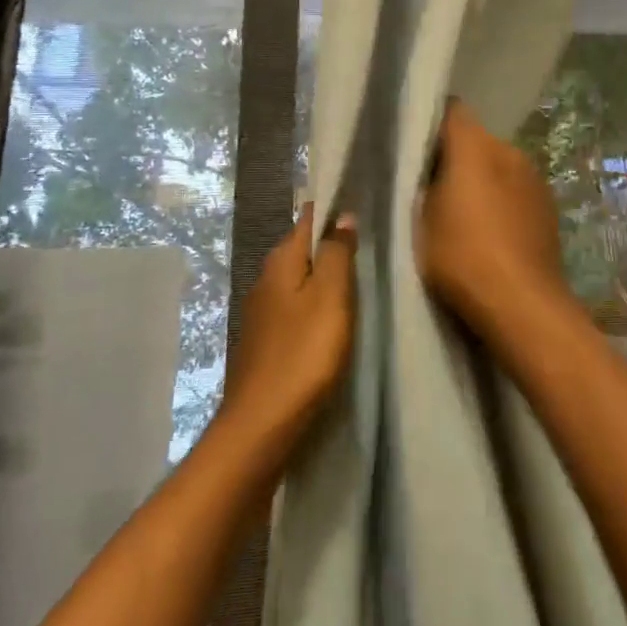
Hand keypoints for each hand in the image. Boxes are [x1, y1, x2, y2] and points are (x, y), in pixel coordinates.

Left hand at [218, 206, 357, 448]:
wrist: (263, 423)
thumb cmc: (304, 353)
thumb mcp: (331, 297)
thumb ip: (337, 254)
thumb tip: (341, 215)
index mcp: (280, 264)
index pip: (306, 221)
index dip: (329, 210)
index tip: (356, 202)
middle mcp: (265, 281)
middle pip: (300, 250)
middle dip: (327, 241)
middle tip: (364, 239)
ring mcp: (262, 314)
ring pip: (296, 280)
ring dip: (321, 274)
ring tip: (354, 275)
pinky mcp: (266, 343)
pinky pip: (294, 307)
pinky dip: (313, 302)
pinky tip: (330, 315)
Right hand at [419, 100, 568, 336]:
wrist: (522, 302)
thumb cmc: (462, 256)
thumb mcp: (420, 220)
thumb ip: (422, 183)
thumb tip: (424, 169)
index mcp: (475, 146)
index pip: (451, 112)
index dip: (430, 124)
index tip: (413, 147)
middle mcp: (509, 150)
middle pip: (475, 140)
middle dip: (454, 156)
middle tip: (430, 186)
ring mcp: (534, 177)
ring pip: (497, 164)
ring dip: (480, 179)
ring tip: (462, 212)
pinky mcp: (548, 204)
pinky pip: (515, 188)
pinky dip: (501, 198)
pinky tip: (491, 230)